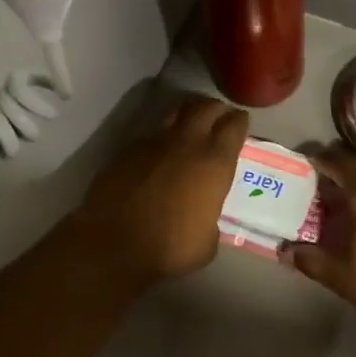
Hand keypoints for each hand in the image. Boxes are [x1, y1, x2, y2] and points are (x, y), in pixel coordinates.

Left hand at [74, 94, 248, 286]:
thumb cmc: (171, 248)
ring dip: (186, 116)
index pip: (234, 125)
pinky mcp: (125, 152)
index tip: (241, 122)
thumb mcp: (208, 240)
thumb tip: (202, 214)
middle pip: (205, 108)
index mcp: (214, 163)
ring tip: (190, 125)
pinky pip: (149, 135)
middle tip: (219, 116)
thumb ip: (210, 216)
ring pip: (174, 113)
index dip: (239, 121)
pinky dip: (158, 138)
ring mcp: (152, 144)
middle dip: (215, 109)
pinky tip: (158, 153)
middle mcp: (186, 144)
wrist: (114, 245)